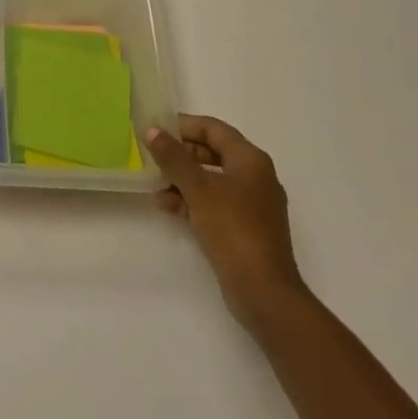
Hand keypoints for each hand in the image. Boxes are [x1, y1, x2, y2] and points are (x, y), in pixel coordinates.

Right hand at [149, 115, 303, 330]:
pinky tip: (167, 206)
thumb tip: (152, 130)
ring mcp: (252, 204)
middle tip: (153, 156)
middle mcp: (255, 176)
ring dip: (183, 179)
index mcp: (250, 160)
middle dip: (181, 154)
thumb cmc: (233, 229)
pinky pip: (215, 202)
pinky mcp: (246, 228)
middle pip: (212, 152)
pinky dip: (193, 200)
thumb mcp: (198, 189)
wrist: (265, 293)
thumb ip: (173, 158)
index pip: (213, 128)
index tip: (156, 129)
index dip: (184, 125)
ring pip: (212, 179)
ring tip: (155, 185)